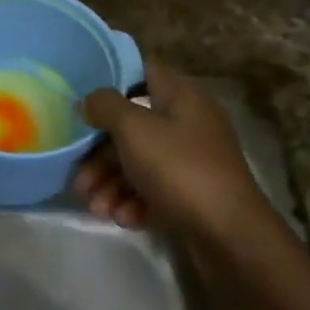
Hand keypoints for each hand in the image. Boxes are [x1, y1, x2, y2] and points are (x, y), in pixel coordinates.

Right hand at [72, 63, 265, 241]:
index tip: (83, 104)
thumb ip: (106, 106)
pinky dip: (134, 202)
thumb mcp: (134, 129)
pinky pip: (154, 191)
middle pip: (133, 127)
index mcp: (182, 97)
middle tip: (79, 179)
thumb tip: (90, 100)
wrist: (230, 235)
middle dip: (101, 154)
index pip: (143, 73)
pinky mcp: (192, 195)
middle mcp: (189, 124)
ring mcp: (192, 161)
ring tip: (96, 208)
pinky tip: (124, 219)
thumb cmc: (179, 169)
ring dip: (111, 183)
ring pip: (139, 163)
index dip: (111, 83)